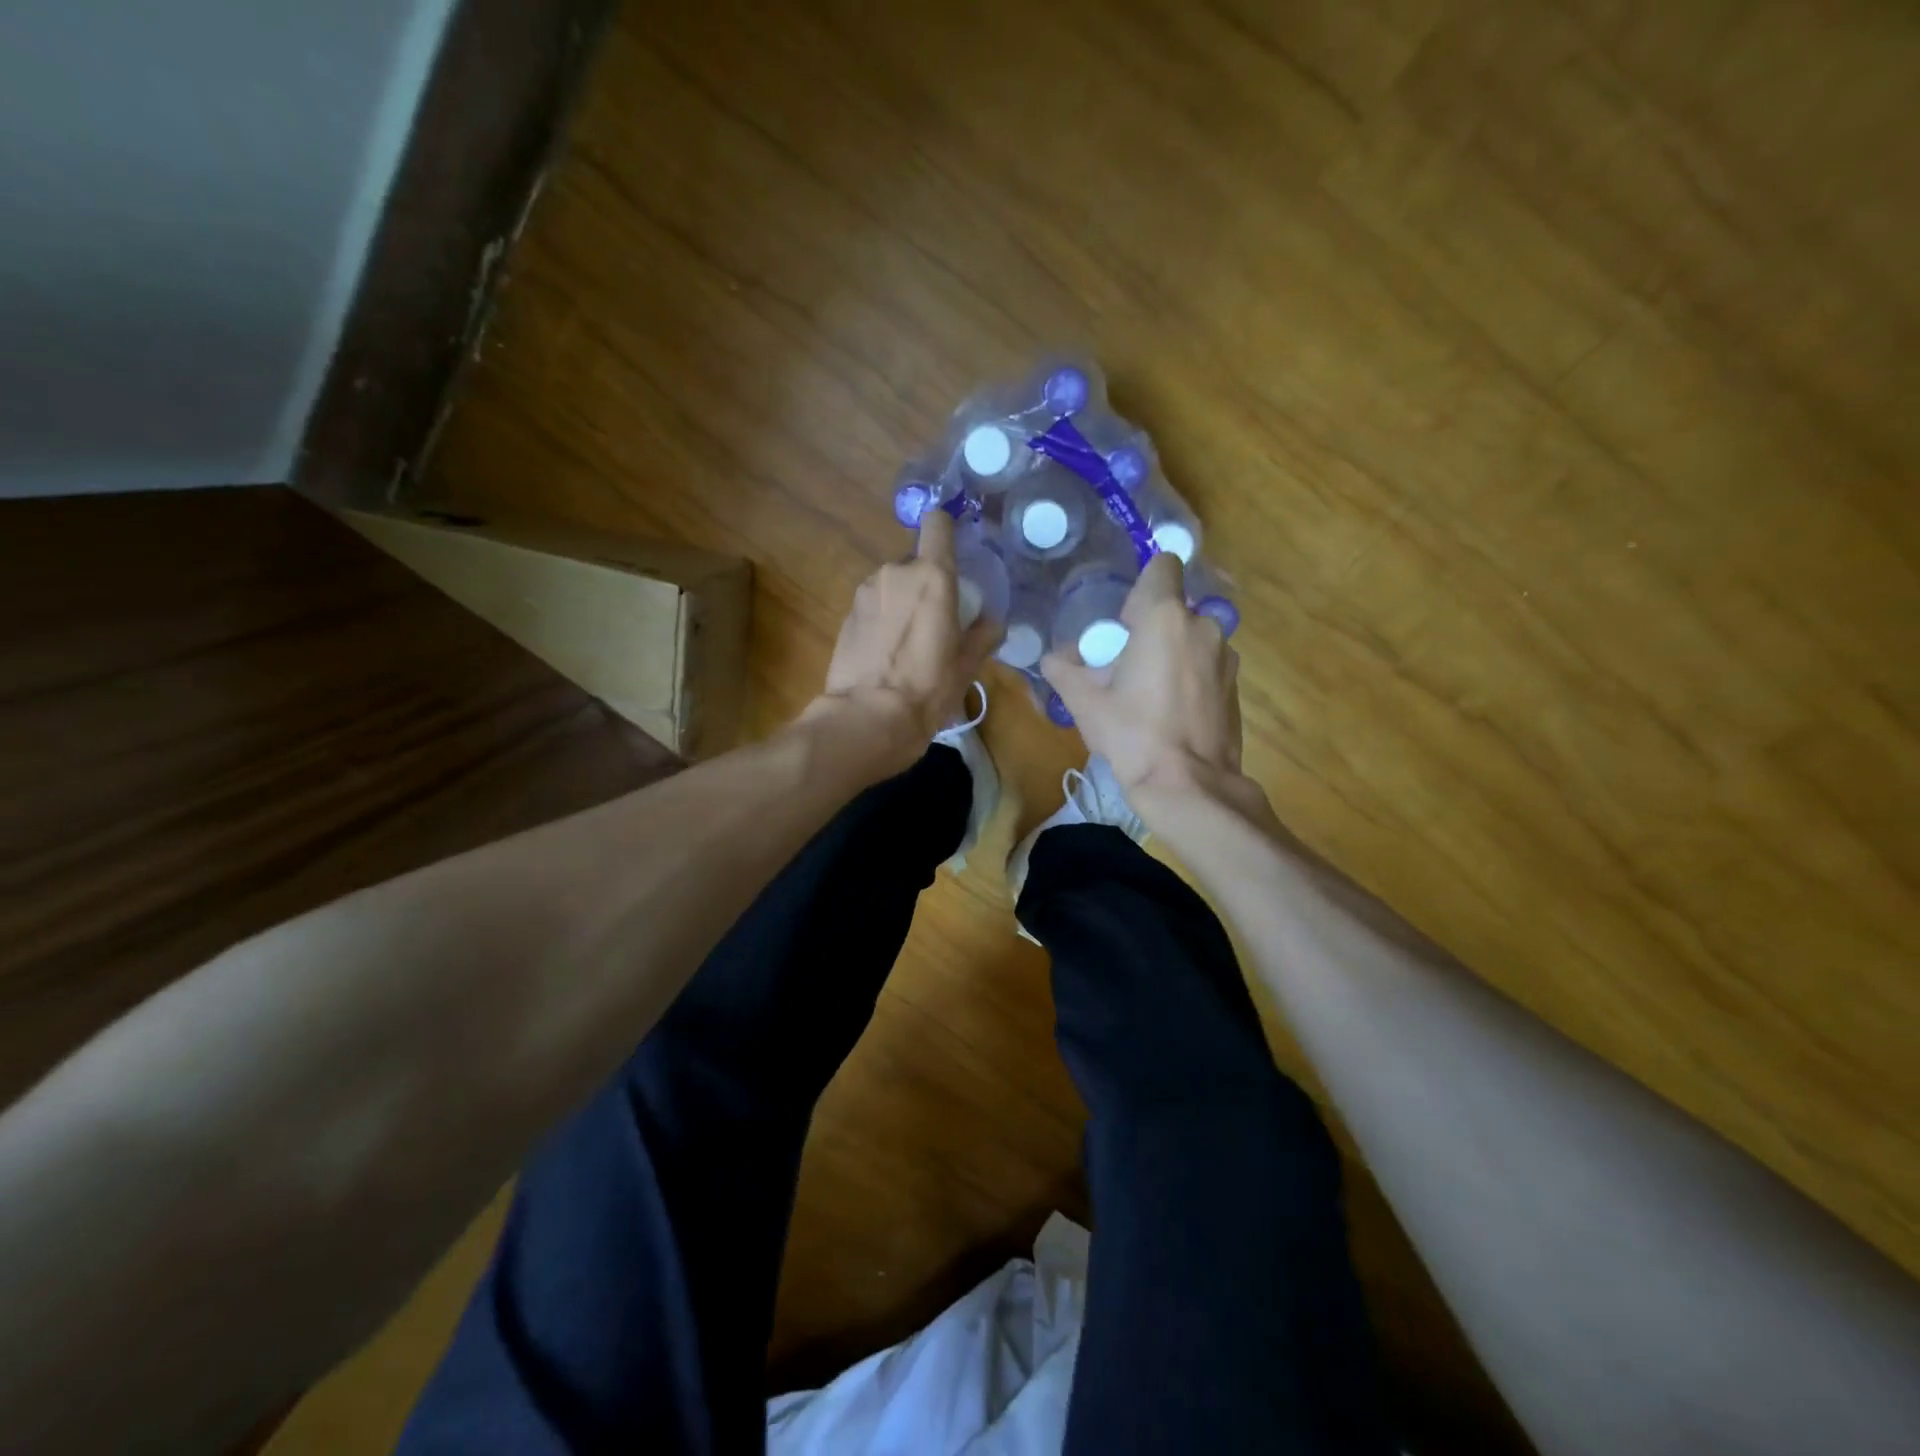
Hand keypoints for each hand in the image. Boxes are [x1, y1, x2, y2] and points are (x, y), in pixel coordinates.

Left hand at [809, 511, 999, 770]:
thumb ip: (984, 634)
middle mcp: (895, 573)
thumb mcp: (967, 665)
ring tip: (910, 640)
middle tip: (938, 617)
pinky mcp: (846, 615)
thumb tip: (991, 622)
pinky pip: (874, 604)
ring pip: (892, 583)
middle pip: (916, 561)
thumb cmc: (927, 688)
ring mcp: (865, 592)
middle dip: (926, 581)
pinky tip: (888, 651)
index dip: (947, 530)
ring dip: (902, 600)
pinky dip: (883, 618)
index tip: (956, 551)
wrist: (868, 718)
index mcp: (932, 576)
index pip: (937, 524)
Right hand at [1042, 553, 1249, 807]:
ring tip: (1149, 694)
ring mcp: (1225, 656)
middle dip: (1150, 628)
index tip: (1125, 621)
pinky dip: (1189, 676)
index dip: (1141, 587)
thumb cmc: (1132, 734)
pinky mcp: (1235, 685)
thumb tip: (1052, 659)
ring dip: (1171, 653)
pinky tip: (1172, 712)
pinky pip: (1206, 664)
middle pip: (1173, 608)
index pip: (1163, 565)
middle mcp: (1202, 626)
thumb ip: (1063, 669)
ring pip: (1191, 637)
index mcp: (1164, 617)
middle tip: (1125, 666)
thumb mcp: (1085, 702)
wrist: (1187, 786)